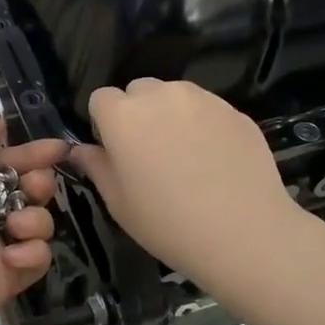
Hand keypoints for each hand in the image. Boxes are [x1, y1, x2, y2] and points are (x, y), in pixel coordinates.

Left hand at [0, 117, 67, 324]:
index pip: (6, 162)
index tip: (61, 148)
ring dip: (33, 219)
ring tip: (14, 226)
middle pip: (30, 189)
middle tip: (33, 187)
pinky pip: (40, 257)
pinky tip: (10, 256)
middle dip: (39, 182)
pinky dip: (30, 253)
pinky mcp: (12, 276)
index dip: (32, 153)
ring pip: (39, 221)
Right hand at [73, 79, 306, 285]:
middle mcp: (160, 95)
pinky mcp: (234, 110)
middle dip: (137, 113)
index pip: (101, 98)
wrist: (243, 233)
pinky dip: (203, 124)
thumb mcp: (119, 203)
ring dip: (170, 114)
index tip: (116, 152)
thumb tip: (81, 150)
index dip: (104, 124)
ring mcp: (202, 99)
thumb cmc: (167, 223)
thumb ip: (96, 167)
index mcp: (123, 115)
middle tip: (150, 153)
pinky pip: (207, 109)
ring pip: (174, 95)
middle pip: (138, 91)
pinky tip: (214, 160)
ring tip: (185, 155)